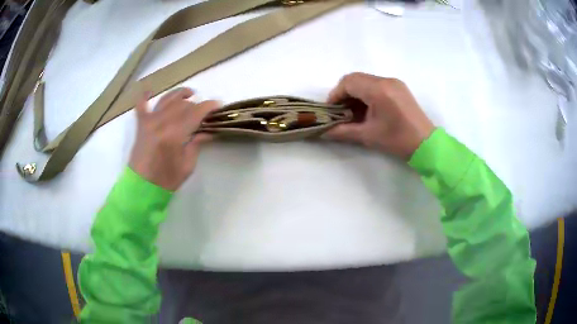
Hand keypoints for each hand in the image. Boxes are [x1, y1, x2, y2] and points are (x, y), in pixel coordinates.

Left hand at [129, 88, 218, 190]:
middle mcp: (161, 123)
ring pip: (166, 99)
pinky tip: (149, 90)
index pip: (195, 112)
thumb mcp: (187, 165)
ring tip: (189, 94)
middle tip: (204, 111)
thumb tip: (207, 131)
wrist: (142, 188)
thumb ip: (196, 144)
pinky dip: (144, 96)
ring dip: (179, 94)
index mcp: (174, 135)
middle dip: (196, 104)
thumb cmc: (166, 180)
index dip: (209, 107)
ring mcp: (149, 122)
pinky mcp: (141, 125)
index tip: (218, 106)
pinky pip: (141, 106)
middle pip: (182, 104)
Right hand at [325, 72, 434, 159]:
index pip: (348, 82)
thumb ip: (343, 131)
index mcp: (378, 90)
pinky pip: (376, 84)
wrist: (426, 144)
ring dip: (355, 93)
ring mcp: (394, 83)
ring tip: (353, 112)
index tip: (331, 110)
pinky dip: (367, 93)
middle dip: (344, 93)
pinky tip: (368, 109)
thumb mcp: (368, 136)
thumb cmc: (397, 140)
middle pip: (356, 78)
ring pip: (366, 80)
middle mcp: (386, 81)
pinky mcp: (399, 88)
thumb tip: (322, 132)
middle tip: (341, 111)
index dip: (336, 94)